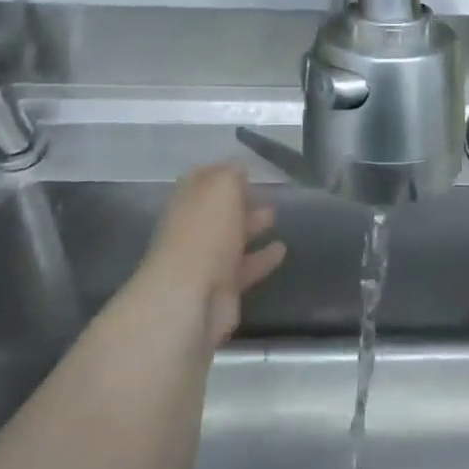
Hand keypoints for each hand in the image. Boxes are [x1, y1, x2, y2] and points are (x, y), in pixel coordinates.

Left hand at [136, 164, 284, 346]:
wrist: (191, 299)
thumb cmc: (205, 234)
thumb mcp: (221, 189)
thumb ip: (231, 175)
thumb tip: (237, 169)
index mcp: (187, 202)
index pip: (201, 179)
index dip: (221, 172)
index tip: (245, 168)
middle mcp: (192, 230)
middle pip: (217, 211)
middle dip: (238, 201)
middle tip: (265, 193)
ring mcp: (205, 261)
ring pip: (231, 238)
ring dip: (251, 227)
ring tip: (275, 216)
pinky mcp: (221, 289)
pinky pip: (245, 268)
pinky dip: (262, 258)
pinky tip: (282, 250)